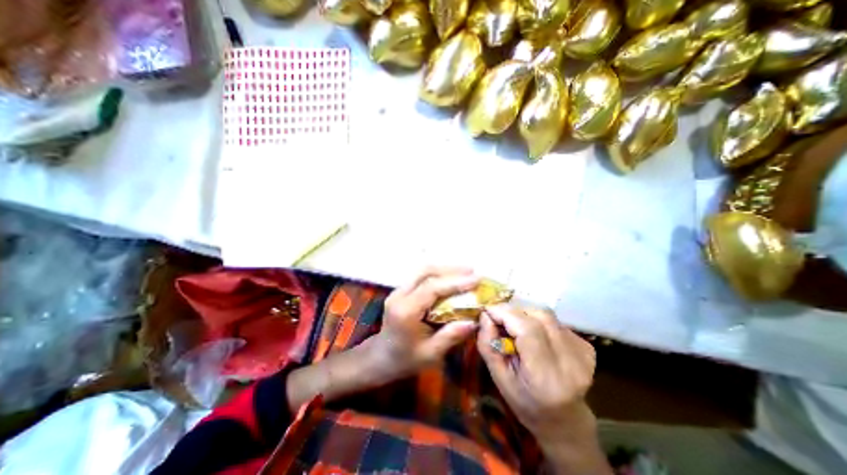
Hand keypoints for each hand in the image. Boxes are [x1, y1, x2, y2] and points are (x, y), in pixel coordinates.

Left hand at [371, 270, 481, 379]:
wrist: (380, 357)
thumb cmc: (405, 360)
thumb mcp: (430, 354)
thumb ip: (451, 336)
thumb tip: (474, 321)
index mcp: (405, 311)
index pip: (431, 288)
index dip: (455, 282)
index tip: (476, 279)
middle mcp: (399, 296)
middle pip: (425, 272)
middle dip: (450, 269)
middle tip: (472, 271)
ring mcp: (398, 290)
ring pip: (422, 271)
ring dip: (444, 269)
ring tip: (465, 272)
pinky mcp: (401, 290)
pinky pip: (421, 276)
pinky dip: (437, 274)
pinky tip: (450, 277)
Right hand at [475, 306, 602, 457]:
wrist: (564, 420)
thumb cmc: (526, 403)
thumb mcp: (499, 378)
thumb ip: (487, 345)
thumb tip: (485, 315)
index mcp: (546, 377)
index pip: (527, 330)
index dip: (504, 313)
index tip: (487, 310)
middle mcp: (570, 362)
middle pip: (538, 316)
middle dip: (513, 311)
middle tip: (500, 319)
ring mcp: (582, 353)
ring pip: (547, 315)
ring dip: (525, 314)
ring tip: (516, 327)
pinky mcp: (586, 347)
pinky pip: (555, 321)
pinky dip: (539, 321)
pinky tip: (535, 336)